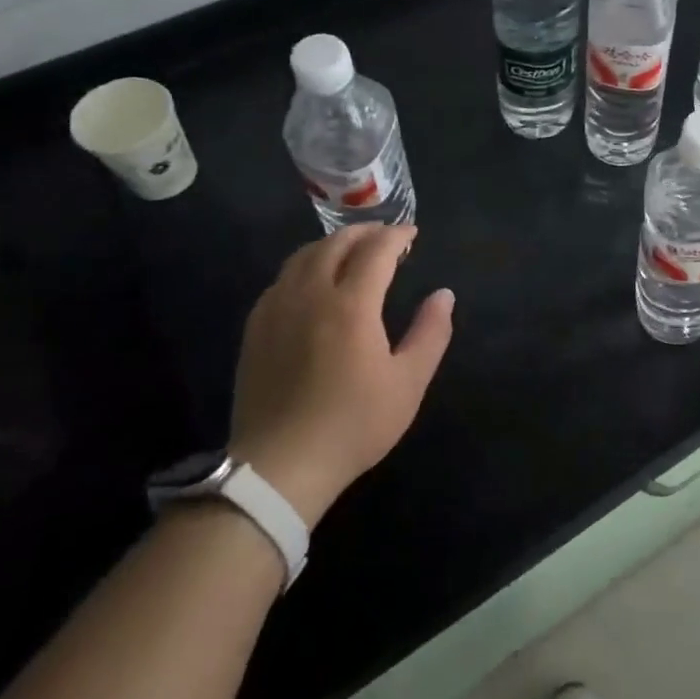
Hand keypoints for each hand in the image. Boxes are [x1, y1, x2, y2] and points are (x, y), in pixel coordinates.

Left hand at [231, 224, 453, 526]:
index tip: (412, 235)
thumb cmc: (353, 424)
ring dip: (332, 245)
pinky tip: (313, 284)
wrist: (280, 465)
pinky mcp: (256, 328)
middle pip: (335, 244)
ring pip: (303, 256)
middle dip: (364, 232)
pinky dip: (305, 267)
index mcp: (351, 305)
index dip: (396, 236)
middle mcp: (310, 295)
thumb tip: (444, 294)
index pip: (376, 251)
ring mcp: (276, 309)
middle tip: (385, 238)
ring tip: (351, 252)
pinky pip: (281, 280)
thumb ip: (430, 333)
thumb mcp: (408, 383)